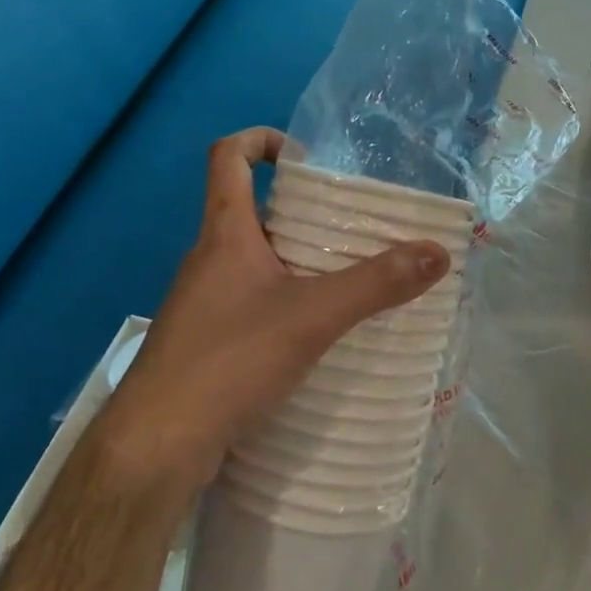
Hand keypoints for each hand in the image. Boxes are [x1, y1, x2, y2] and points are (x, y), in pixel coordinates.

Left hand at [107, 127, 449, 489]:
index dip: (261, 140)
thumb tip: (437, 252)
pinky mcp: (205, 342)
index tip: (305, 157)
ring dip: (296, 260)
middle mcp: (208, 259)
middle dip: (301, 210)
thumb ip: (376, 284)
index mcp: (224, 233)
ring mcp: (202, 303)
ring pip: (254, 260)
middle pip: (251, 210)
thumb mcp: (312, 317)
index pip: (227, 157)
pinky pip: (250, 301)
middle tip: (352, 226)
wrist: (153, 450)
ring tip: (346, 278)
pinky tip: (316, 333)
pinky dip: (284, 301)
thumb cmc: (227, 361)